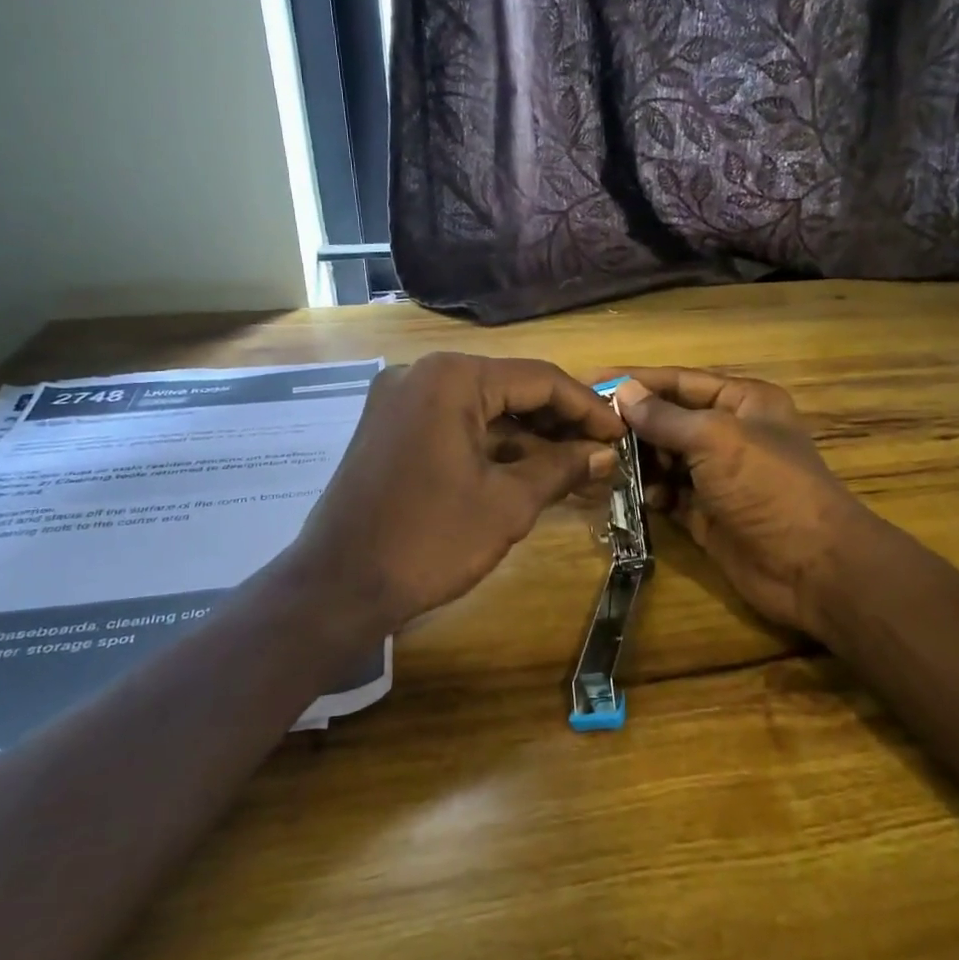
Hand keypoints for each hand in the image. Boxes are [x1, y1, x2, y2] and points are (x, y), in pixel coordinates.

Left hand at [287, 353, 624, 632]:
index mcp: (452, 378)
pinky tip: (527, 470)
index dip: (587, 407)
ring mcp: (401, 400)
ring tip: (574, 465)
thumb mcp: (507, 504)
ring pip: (482, 408)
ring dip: (527, 436)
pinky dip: (491, 445)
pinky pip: (454, 425)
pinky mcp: (391, 428)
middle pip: (509, 388)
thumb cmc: (429, 540)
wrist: (337, 586)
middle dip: (557, 422)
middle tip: (600, 452)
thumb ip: (560, 468)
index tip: (620, 434)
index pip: (539, 379)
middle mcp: (423, 374)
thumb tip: (603, 454)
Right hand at [611, 369, 882, 636]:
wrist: (810, 566)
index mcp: (742, 402)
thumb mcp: (715, 439)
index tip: (591, 382)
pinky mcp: (706, 513)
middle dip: (631, 425)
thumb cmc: (767, 486)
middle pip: (668, 420)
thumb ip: (665, 417)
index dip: (636, 380)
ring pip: (664, 459)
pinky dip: (649, 493)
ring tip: (600, 463)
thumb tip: (624, 392)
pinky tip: (627, 495)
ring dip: (636, 461)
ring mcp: (717, 476)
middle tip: (587, 431)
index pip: (679, 382)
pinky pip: (667, 494)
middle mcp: (728, 433)